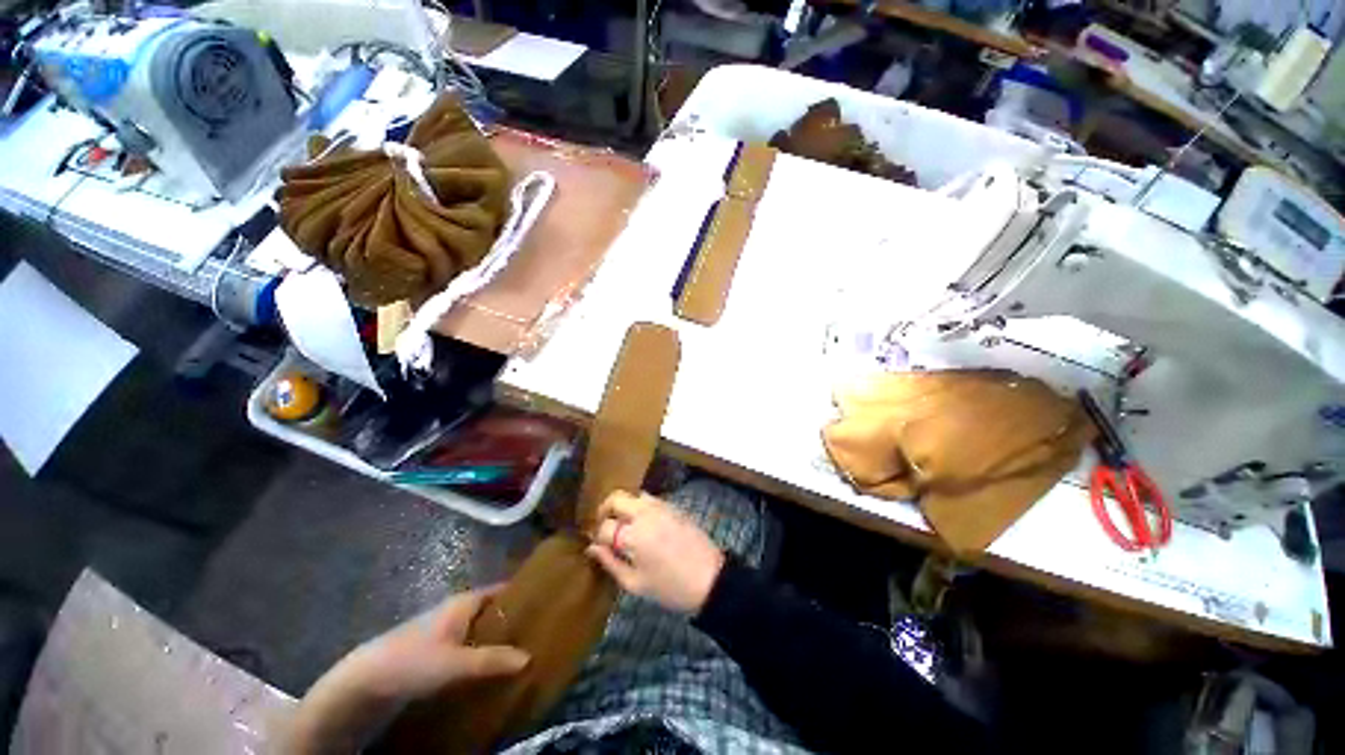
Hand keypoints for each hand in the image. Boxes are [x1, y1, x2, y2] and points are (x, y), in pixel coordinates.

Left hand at [339, 585, 530, 701]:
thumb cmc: (414, 660)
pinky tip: (492, 669)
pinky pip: (469, 645)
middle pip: (493, 609)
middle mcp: (457, 610)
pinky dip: (483, 653)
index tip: (547, 600)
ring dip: (498, 639)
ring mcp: (445, 630)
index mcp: (465, 601)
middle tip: (541, 630)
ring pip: (481, 629)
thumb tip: (529, 657)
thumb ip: (492, 660)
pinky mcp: (436, 650)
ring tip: (523, 651)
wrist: (364, 681)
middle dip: (514, 619)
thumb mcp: (456, 662)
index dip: (523, 592)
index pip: (502, 589)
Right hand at [586, 491, 724, 613]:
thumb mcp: (635, 583)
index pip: (604, 526)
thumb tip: (592, 548)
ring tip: (624, 525)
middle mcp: (644, 513)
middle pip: (616, 498)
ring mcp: (661, 506)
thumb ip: (610, 563)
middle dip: (605, 510)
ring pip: (634, 495)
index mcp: (633, 534)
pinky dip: (640, 506)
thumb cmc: (669, 587)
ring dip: (624, 506)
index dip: (597, 536)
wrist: (710, 578)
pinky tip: (643, 524)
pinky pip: (650, 499)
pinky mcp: (673, 506)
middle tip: (605, 526)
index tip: (597, 545)